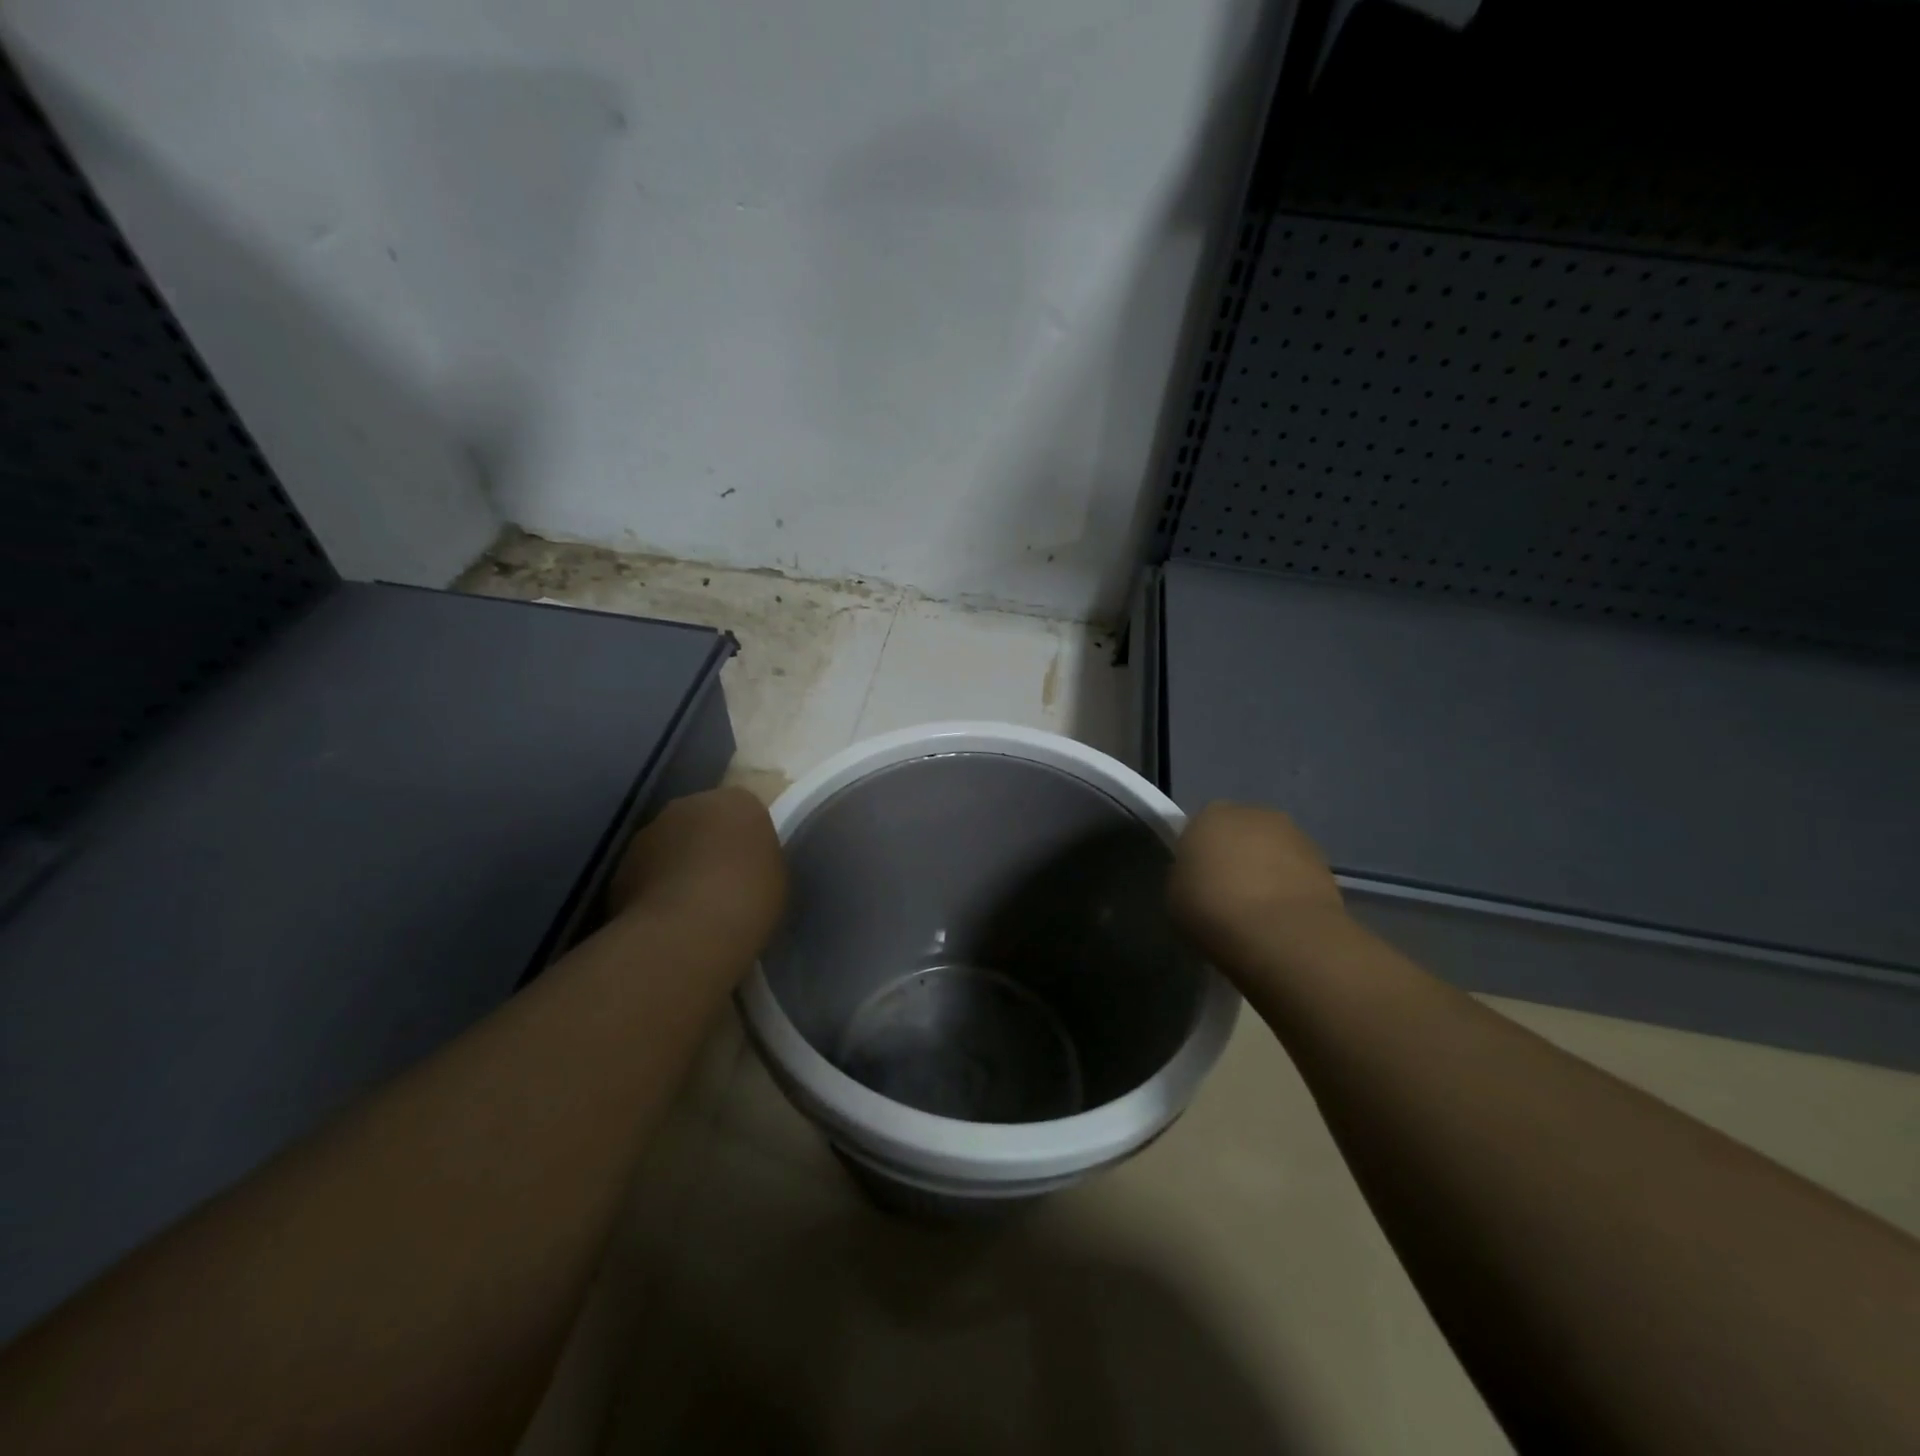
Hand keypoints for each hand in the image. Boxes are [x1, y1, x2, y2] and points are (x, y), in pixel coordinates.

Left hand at [606, 787, 786, 951]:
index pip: (743, 810)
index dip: (746, 837)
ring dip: (678, 863)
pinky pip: (647, 871)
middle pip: (702, 819)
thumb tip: (742, 863)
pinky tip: (668, 917)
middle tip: (721, 880)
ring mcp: (650, 832)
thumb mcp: (774, 876)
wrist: (687, 932)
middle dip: (708, 843)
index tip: (750, 864)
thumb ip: (757, 858)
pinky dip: (655, 886)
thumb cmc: (747, 899)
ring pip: (670, 843)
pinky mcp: (621, 864)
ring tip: (691, 904)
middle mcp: (690, 804)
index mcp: (736, 801)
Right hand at [1168, 802, 1347, 967]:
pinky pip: (1296, 872)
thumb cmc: (1212, 909)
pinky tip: (1282, 918)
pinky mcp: (1323, 861)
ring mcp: (1293, 835)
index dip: (1199, 854)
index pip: (1199, 828)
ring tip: (1258, 911)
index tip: (1197, 881)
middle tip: (1227, 895)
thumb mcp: (1175, 896)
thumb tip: (1199, 878)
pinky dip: (1290, 888)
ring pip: (1271, 850)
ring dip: (1266, 871)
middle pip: (1239, 833)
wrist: (1280, 934)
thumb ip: (1185, 877)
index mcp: (1209, 815)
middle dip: (1235, 856)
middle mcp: (1252, 814)